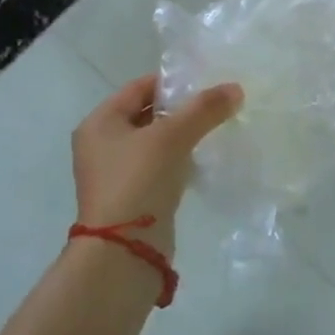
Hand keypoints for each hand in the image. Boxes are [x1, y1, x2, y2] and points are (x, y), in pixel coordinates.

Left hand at [72, 74, 242, 254]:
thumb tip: (235, 88)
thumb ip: (204, 109)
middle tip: (215, 106)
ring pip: (154, 142)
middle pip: (146, 114)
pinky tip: (201, 161)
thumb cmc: (139, 181)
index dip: (172, 82)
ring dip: (181, 136)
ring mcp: (115, 173)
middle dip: (180, 110)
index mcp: (100, 123)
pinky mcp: (131, 197)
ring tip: (214, 130)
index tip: (206, 83)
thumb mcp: (172, 137)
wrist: (124, 251)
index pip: (139, 87)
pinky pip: (158, 167)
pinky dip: (178, 161)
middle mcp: (101, 144)